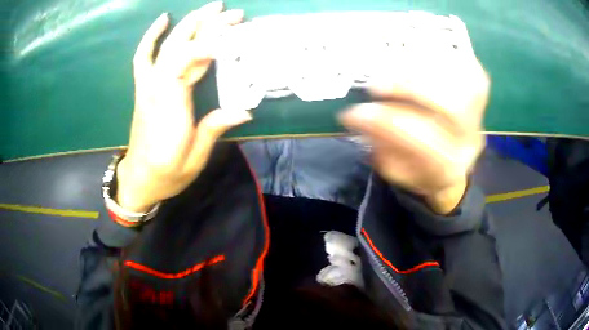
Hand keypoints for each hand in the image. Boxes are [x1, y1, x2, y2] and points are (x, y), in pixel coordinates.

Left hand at [117, 2, 250, 212]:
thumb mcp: (194, 159)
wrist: (138, 179)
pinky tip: (164, 20)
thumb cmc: (167, 173)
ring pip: (167, 46)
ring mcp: (148, 85)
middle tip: (233, 12)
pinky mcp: (145, 87)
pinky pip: (145, 56)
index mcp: (170, 106)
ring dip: (189, 24)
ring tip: (211, 8)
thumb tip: (245, 110)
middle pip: (180, 47)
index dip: (209, 45)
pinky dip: (152, 36)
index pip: (185, 62)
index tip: (236, 38)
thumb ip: (214, 129)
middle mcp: (156, 89)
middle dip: (207, 25)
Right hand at [339, 47, 488, 213]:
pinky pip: (469, 67)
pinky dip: (445, 56)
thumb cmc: (422, 168)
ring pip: (463, 82)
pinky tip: (420, 54)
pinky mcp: (481, 91)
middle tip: (376, 84)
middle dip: (410, 88)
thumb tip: (360, 115)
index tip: (353, 113)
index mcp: (449, 168)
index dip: (387, 124)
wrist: (456, 163)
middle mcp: (470, 140)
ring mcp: (480, 113)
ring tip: (393, 65)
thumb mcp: (397, 169)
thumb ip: (381, 145)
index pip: (423, 143)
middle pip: (452, 107)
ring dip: (424, 68)